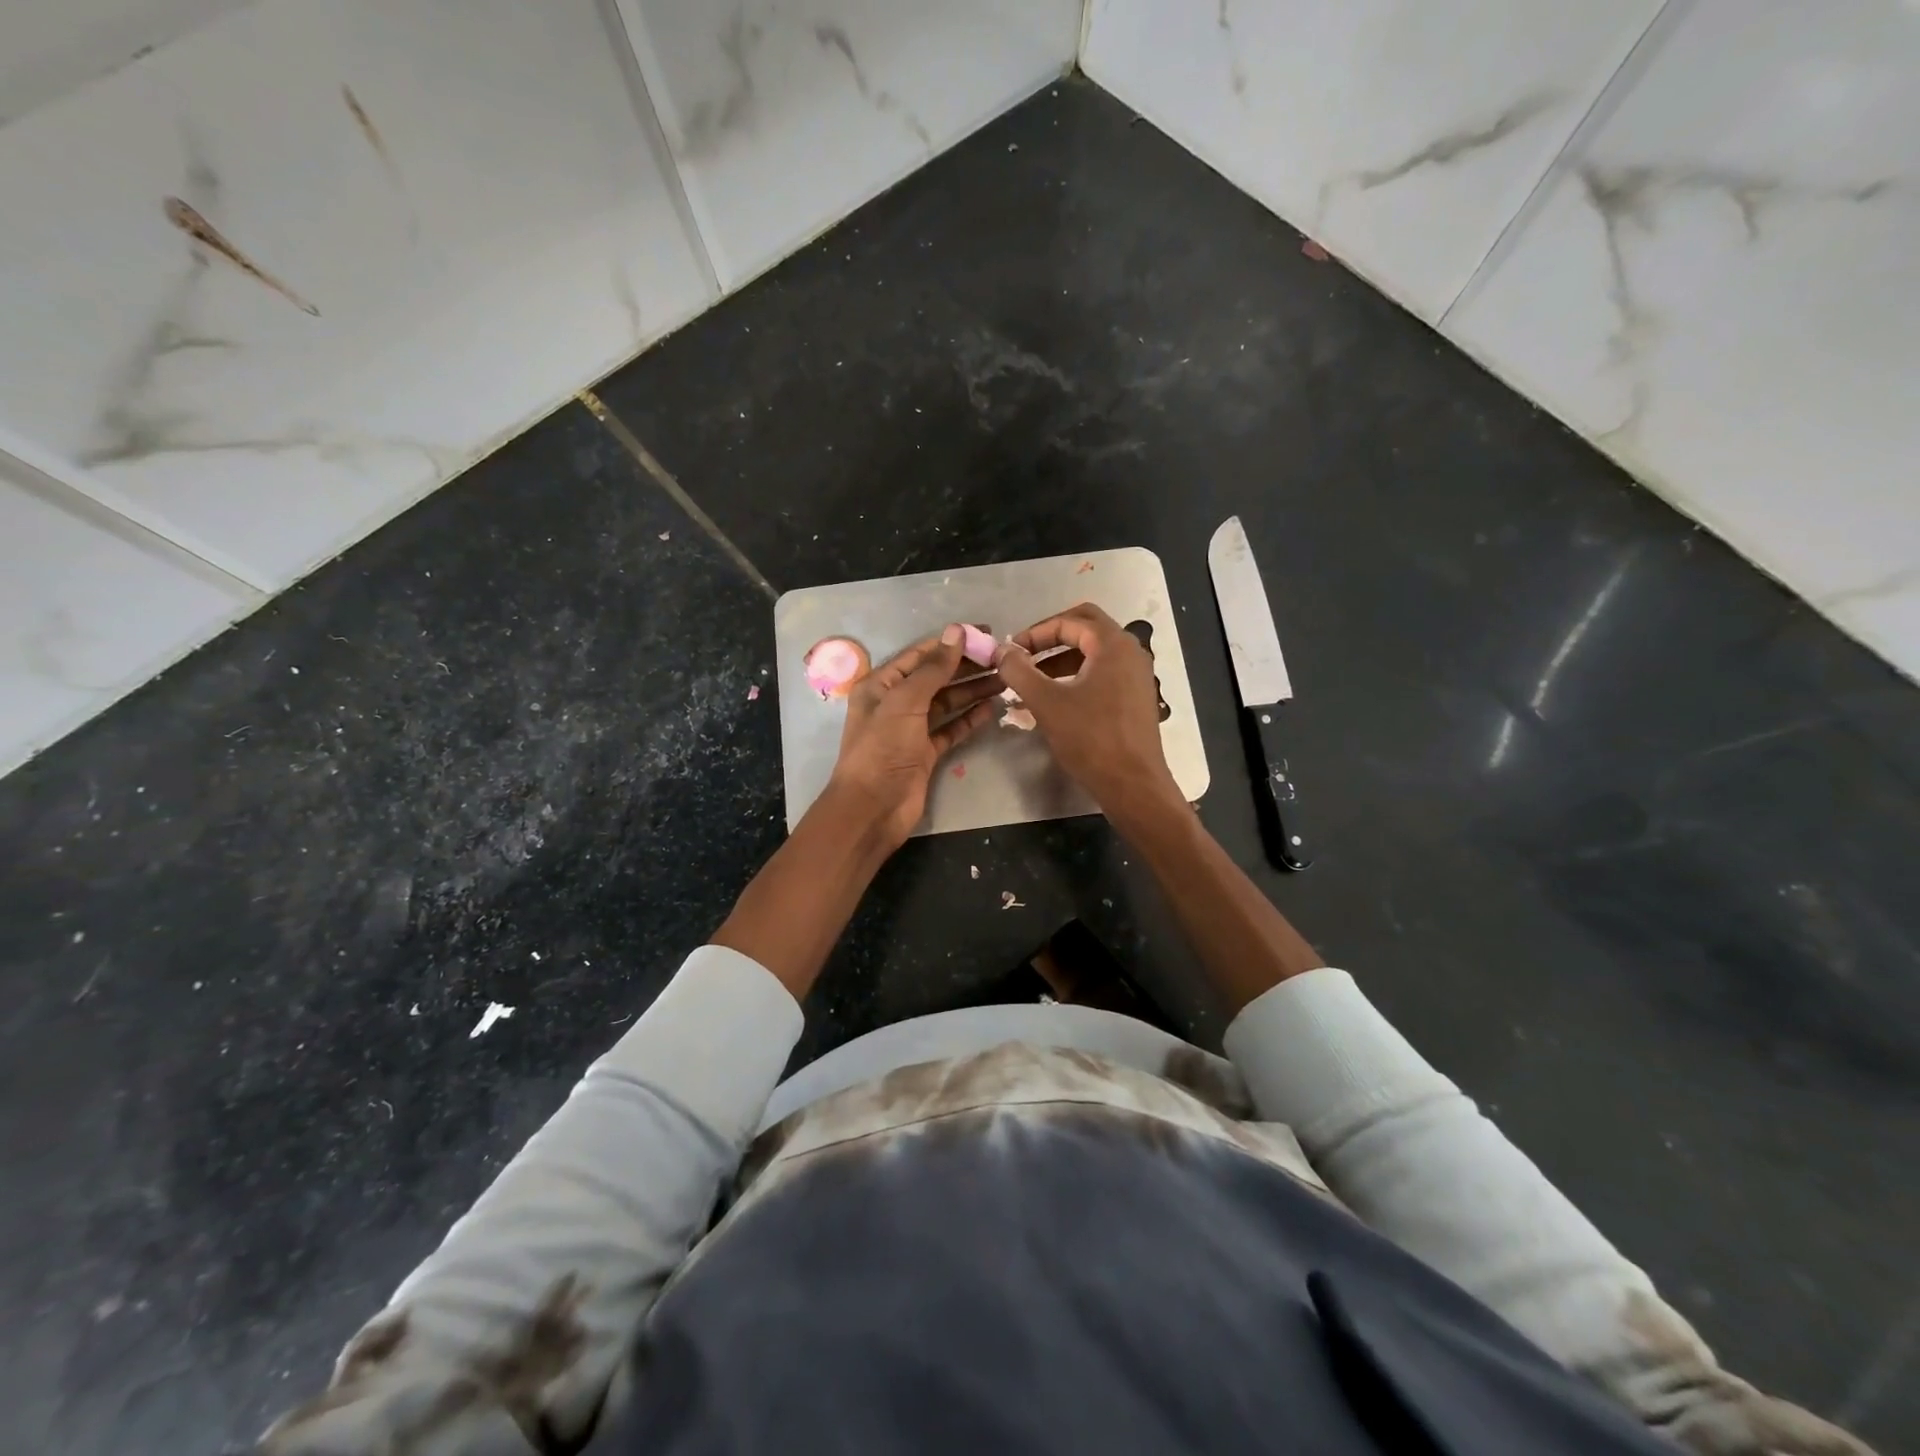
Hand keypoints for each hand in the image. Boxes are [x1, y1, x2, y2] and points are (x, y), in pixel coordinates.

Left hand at [827, 624, 1001, 846]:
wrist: (873, 807)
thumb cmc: (882, 748)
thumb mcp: (905, 702)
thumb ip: (933, 668)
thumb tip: (957, 631)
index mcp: (881, 685)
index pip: (919, 655)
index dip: (950, 643)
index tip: (984, 633)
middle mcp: (895, 704)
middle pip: (935, 678)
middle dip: (966, 666)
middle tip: (1001, 656)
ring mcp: (911, 730)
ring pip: (946, 703)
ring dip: (972, 690)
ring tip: (1004, 678)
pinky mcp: (925, 753)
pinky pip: (951, 729)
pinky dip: (969, 719)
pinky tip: (991, 707)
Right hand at [998, 603, 1182, 821]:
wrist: (1133, 784)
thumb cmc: (1090, 739)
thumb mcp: (1046, 703)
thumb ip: (1019, 671)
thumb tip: (1001, 651)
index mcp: (1113, 645)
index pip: (1069, 621)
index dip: (1035, 633)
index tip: (1011, 652)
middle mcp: (1130, 652)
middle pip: (1086, 628)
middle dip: (1051, 638)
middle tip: (1024, 656)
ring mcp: (1137, 675)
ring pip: (1094, 653)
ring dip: (1061, 660)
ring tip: (1032, 681)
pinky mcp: (1136, 697)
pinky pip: (1103, 674)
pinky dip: (1077, 677)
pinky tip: (1056, 700)